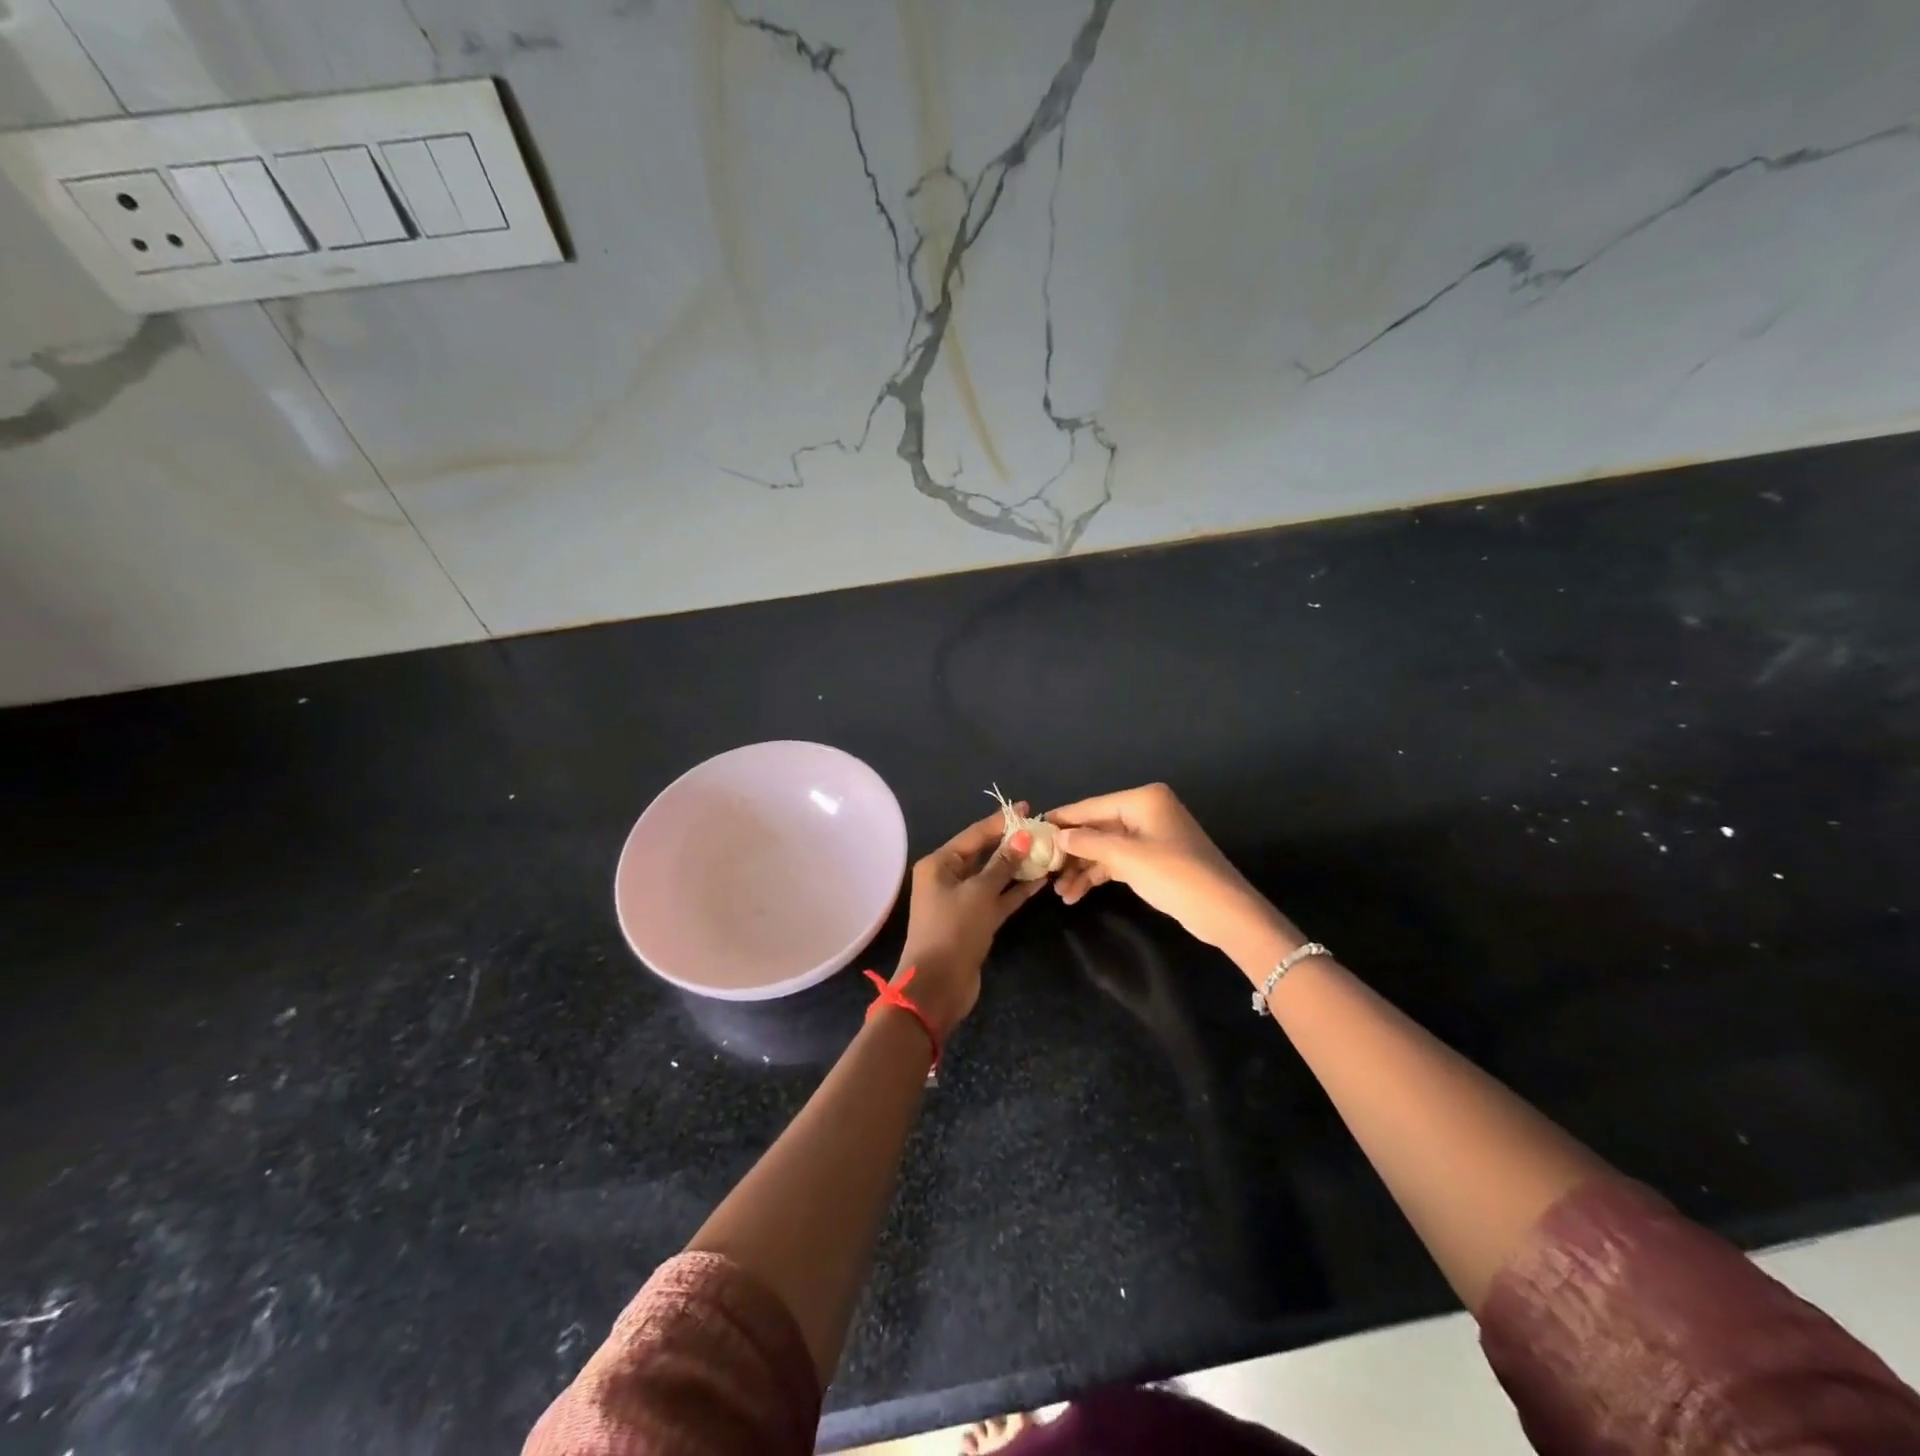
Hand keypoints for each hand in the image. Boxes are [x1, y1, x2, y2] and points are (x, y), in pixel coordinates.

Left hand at [894, 803, 1048, 1035]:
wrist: (938, 985)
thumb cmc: (954, 930)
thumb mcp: (980, 892)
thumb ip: (1003, 864)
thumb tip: (1022, 837)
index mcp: (939, 864)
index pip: (974, 835)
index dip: (1001, 821)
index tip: (1028, 808)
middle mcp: (947, 878)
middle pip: (983, 854)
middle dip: (1011, 843)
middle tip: (1041, 830)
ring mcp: (961, 901)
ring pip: (993, 877)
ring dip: (1017, 867)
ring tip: (1046, 852)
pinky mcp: (974, 922)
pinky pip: (997, 899)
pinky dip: (1016, 891)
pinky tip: (1041, 881)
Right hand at [1046, 783, 1300, 962]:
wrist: (1224, 911)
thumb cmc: (1175, 875)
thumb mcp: (1126, 857)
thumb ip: (1088, 843)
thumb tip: (1056, 835)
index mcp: (1142, 800)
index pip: (1091, 806)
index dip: (1062, 819)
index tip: (1032, 830)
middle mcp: (1145, 812)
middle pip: (1096, 827)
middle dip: (1070, 851)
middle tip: (1043, 869)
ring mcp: (1150, 836)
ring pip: (1104, 847)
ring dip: (1081, 868)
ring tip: (1058, 892)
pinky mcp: (1153, 859)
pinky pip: (1116, 861)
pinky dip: (1097, 875)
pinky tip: (1076, 894)